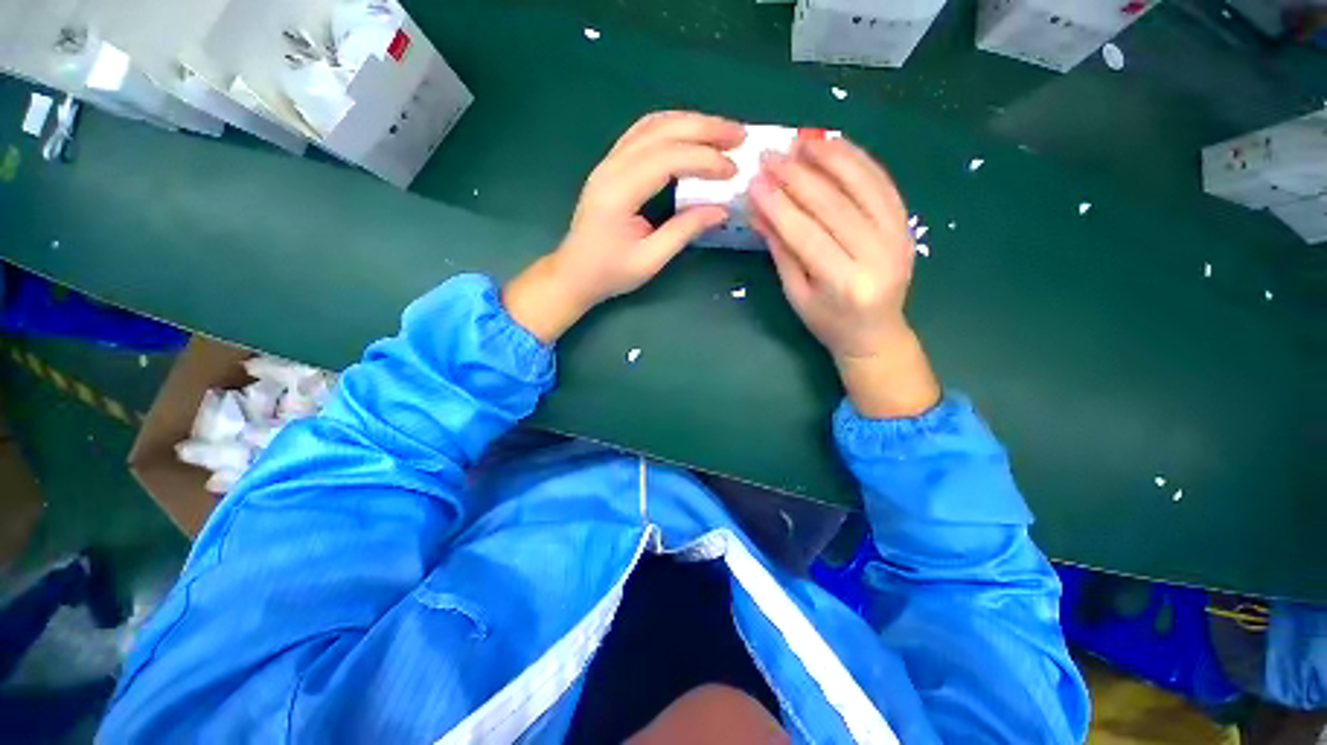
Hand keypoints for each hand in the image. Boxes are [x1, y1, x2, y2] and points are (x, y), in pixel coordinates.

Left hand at [504, 112, 745, 341]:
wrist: (574, 273)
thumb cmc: (609, 273)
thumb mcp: (650, 260)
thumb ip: (684, 231)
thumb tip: (721, 210)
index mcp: (619, 192)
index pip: (668, 159)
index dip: (704, 160)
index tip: (733, 171)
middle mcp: (611, 167)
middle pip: (661, 130)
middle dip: (704, 128)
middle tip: (740, 135)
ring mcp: (608, 162)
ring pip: (652, 125)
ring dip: (690, 123)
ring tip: (722, 132)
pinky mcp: (611, 166)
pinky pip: (643, 134)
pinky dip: (672, 129)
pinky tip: (691, 135)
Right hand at [749, 137, 939, 418]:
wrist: (875, 333)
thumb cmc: (828, 322)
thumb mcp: (796, 294)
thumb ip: (781, 251)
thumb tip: (759, 211)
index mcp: (845, 284)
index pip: (807, 235)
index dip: (779, 206)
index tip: (755, 181)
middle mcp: (877, 256)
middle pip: (834, 205)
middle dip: (798, 177)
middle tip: (770, 156)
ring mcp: (898, 237)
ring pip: (863, 186)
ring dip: (831, 157)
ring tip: (803, 140)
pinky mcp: (906, 224)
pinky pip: (882, 184)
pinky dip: (859, 161)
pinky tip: (837, 145)